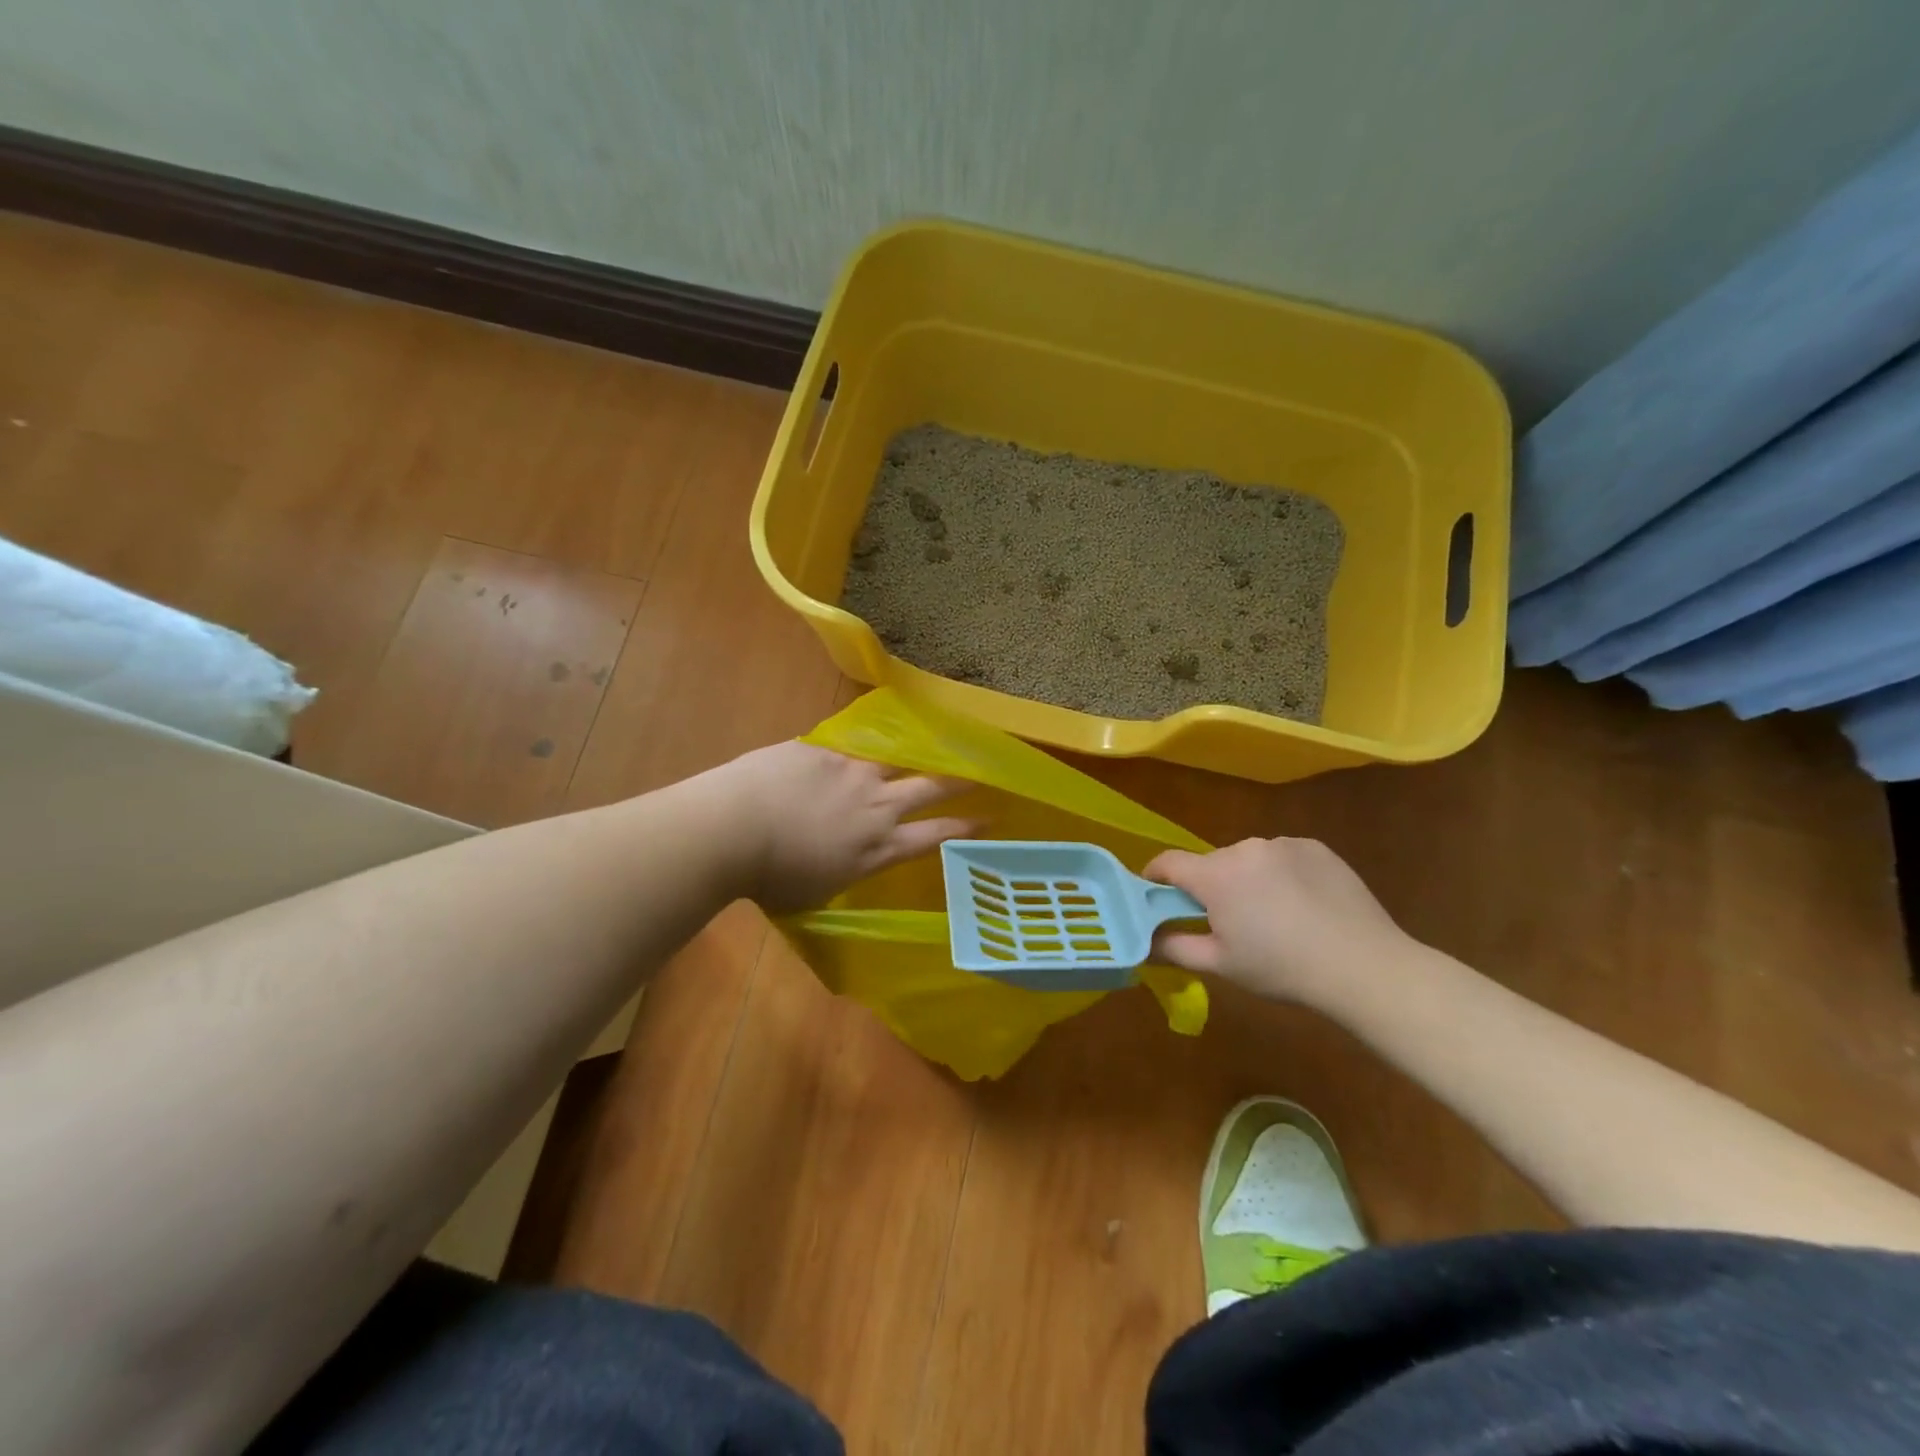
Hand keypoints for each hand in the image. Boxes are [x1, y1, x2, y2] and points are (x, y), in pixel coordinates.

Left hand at [707, 742, 976, 912]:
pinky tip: (853, 745)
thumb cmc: (769, 879)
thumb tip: (841, 862)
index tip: (989, 818)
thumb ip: (841, 871)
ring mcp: (851, 772)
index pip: (934, 834)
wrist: (732, 828)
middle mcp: (875, 805)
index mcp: (877, 847)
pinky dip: (853, 752)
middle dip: (959, 780)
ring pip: (894, 758)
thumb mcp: (814, 893)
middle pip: (929, 786)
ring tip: (927, 746)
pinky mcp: (822, 749)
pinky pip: (847, 747)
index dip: (964, 827)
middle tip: (981, 770)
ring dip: (911, 756)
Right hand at [1143, 837, 1408, 1002]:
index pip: (1168, 862)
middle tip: (1229, 923)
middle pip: (1211, 864)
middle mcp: (1245, 848)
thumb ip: (1175, 947)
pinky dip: (1281, 875)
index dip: (1155, 877)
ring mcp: (1283, 844)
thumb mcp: (1221, 965)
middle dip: (1210, 887)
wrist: (1364, 966)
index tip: (1157, 896)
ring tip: (1273, 917)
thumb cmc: (1282, 968)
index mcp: (1216, 875)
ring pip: (1248, 860)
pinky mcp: (1315, 847)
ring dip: (1247, 880)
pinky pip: (1282, 857)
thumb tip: (1146, 940)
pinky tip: (1303, 905)